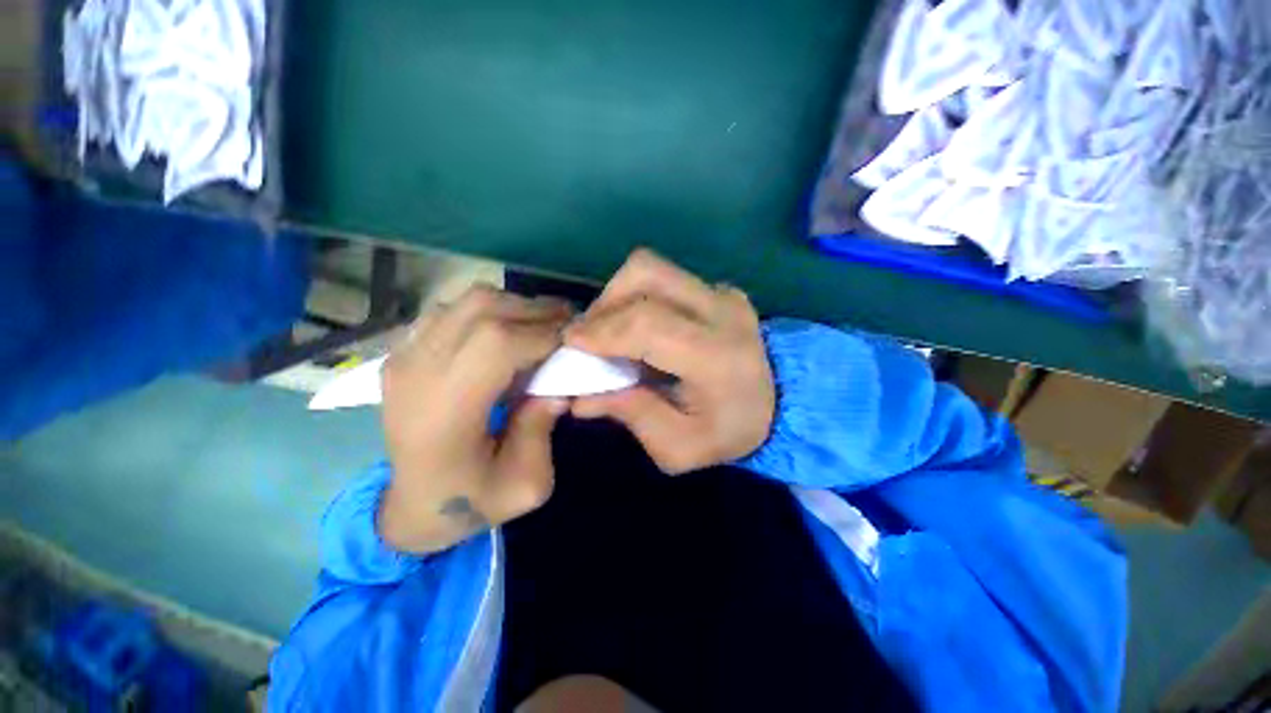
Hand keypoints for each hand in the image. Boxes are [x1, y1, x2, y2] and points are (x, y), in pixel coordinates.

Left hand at [378, 286, 571, 553]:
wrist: (413, 505)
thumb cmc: (472, 500)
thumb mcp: (526, 483)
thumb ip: (542, 427)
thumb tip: (558, 383)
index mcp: (445, 413)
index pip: (497, 344)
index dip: (544, 334)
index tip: (574, 342)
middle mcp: (417, 374)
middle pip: (482, 310)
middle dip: (536, 311)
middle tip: (567, 325)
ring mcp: (403, 357)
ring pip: (467, 301)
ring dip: (514, 306)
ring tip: (542, 325)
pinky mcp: (403, 351)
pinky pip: (453, 310)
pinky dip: (489, 311)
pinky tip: (507, 332)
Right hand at [565, 250, 774, 473]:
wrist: (782, 401)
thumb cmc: (730, 430)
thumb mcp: (680, 446)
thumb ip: (631, 416)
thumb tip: (579, 397)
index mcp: (717, 357)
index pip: (648, 325)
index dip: (602, 328)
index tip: (570, 342)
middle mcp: (722, 312)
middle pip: (646, 275)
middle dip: (604, 304)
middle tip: (588, 337)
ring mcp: (723, 293)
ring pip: (652, 267)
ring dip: (618, 294)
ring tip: (610, 329)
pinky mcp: (719, 289)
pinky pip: (665, 278)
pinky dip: (638, 296)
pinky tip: (638, 325)